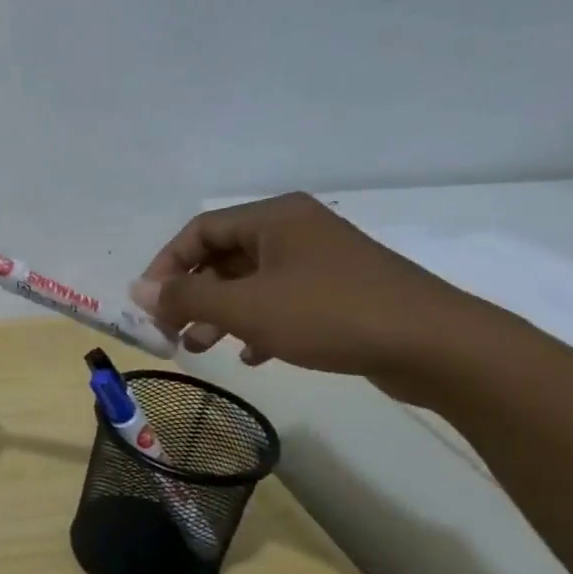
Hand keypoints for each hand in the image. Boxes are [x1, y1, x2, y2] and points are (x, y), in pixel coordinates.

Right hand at [126, 192, 484, 393]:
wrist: (436, 345)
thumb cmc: (330, 314)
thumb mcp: (246, 307)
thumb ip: (186, 298)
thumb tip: (135, 291)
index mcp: (274, 218)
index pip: (199, 231)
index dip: (166, 266)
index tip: (150, 305)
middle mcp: (295, 231)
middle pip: (223, 257)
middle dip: (192, 296)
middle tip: (172, 331)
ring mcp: (320, 262)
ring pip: (250, 283)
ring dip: (220, 314)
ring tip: (202, 347)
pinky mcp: (340, 293)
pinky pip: (281, 301)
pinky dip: (257, 324)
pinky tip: (251, 355)